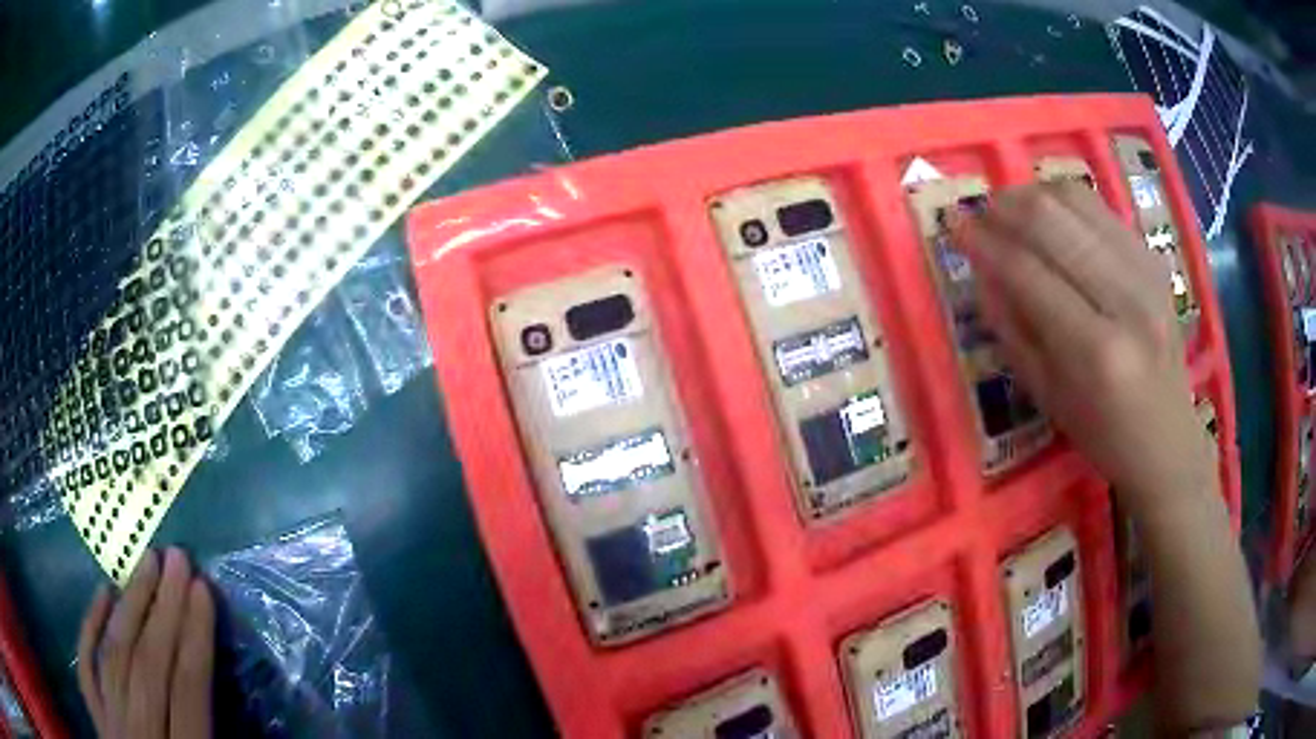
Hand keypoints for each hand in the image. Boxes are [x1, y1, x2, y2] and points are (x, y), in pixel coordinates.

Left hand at [77, 548, 214, 738]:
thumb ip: (214, 734)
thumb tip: (230, 690)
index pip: (189, 690)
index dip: (196, 638)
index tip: (204, 589)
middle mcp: (139, 730)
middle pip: (150, 665)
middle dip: (165, 609)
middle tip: (177, 557)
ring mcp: (108, 715)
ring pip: (116, 654)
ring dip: (131, 606)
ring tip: (146, 561)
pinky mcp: (92, 705)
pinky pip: (86, 661)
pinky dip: (91, 625)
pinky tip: (102, 592)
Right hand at [952, 182, 1213, 502]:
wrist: (1168, 439)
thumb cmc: (1101, 433)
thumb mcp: (1047, 396)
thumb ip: (1011, 328)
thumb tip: (980, 269)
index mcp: (1095, 350)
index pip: (1027, 273)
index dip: (984, 243)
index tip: (953, 227)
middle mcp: (1125, 299)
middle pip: (1052, 219)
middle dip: (1004, 207)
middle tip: (980, 213)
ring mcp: (1145, 272)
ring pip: (1077, 200)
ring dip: (1033, 195)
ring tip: (1011, 209)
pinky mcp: (1155, 258)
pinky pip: (1101, 209)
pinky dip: (1067, 204)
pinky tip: (1052, 219)